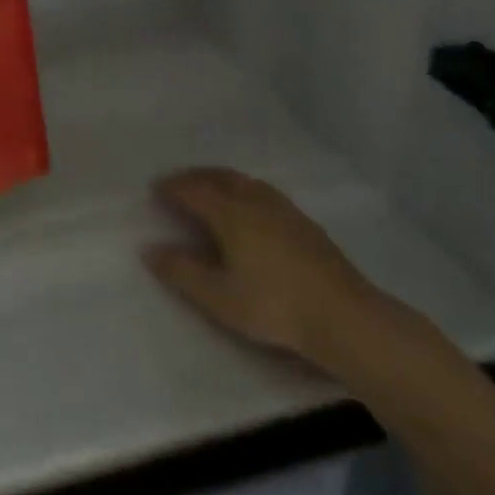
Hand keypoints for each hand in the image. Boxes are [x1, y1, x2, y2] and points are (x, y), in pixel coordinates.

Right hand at [145, 167, 377, 369]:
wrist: (345, 318)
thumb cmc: (275, 306)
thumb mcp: (219, 297)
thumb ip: (182, 272)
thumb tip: (149, 249)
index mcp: (229, 212)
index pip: (192, 190)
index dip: (171, 188)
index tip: (154, 189)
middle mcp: (253, 200)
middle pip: (218, 176)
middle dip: (194, 176)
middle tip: (178, 183)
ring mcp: (282, 208)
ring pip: (243, 181)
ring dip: (220, 179)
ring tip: (210, 189)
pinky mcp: (303, 222)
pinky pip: (262, 191)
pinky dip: (243, 190)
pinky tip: (250, 209)